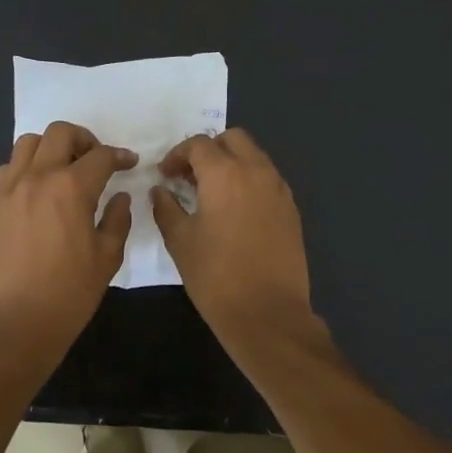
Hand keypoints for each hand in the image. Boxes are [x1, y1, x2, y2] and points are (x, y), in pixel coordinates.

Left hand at [0, 121, 134, 366]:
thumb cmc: (69, 293)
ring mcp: (10, 189)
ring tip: (63, 169)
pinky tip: (37, 190)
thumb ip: (117, 220)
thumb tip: (120, 197)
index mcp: (71, 188)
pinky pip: (8, 168)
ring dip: (51, 147)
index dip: (120, 156)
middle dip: (84, 139)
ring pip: (29, 143)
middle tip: (96, 160)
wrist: (16, 323)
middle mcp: (38, 177)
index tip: (129, 163)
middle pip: (61, 133)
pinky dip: (26, 167)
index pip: (101, 156)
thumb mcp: (107, 258)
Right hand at [150, 128, 317, 351]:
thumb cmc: (216, 276)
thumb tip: (161, 190)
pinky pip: (268, 179)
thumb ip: (166, 207)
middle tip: (190, 176)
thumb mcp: (180, 241)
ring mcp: (279, 189)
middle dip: (209, 150)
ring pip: (254, 156)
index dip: (177, 155)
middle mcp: (256, 171)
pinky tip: (235, 210)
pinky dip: (249, 181)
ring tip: (211, 193)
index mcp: (225, 174)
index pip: (198, 145)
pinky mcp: (291, 209)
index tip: (165, 175)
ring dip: (231, 163)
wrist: (268, 313)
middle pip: (233, 139)